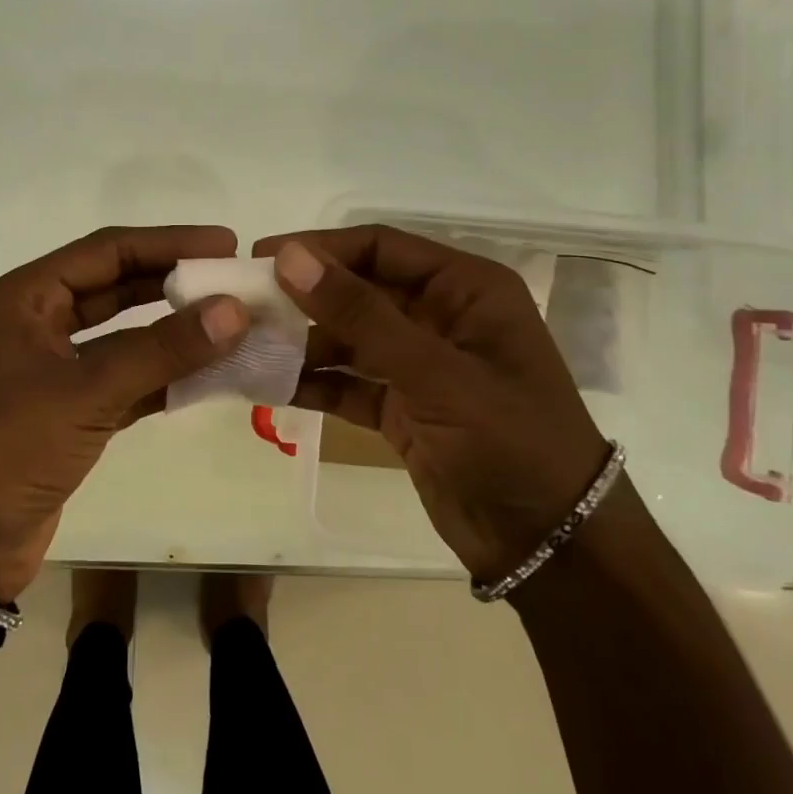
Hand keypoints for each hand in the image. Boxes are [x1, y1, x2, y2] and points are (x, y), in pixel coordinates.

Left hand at [0, 226, 250, 600]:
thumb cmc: (9, 446)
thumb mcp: (86, 391)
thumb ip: (162, 349)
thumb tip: (235, 310)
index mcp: (27, 297)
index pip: (108, 251)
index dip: (168, 243)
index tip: (224, 244)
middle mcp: (39, 322)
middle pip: (117, 287)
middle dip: (174, 283)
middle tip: (234, 282)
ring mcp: (54, 368)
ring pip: (125, 335)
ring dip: (174, 332)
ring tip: (234, 325)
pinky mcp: (70, 411)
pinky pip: (127, 379)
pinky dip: (164, 378)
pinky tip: (211, 376)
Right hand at [256, 225, 611, 585]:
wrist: (550, 547)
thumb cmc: (509, 442)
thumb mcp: (435, 373)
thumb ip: (361, 314)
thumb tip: (290, 258)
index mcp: (465, 289)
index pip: (380, 247)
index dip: (320, 248)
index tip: (260, 258)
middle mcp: (441, 316)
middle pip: (359, 289)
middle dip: (304, 296)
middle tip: (242, 303)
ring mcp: (420, 364)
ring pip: (348, 336)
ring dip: (302, 341)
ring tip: (248, 346)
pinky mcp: (402, 405)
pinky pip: (348, 380)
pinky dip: (314, 381)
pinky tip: (269, 385)